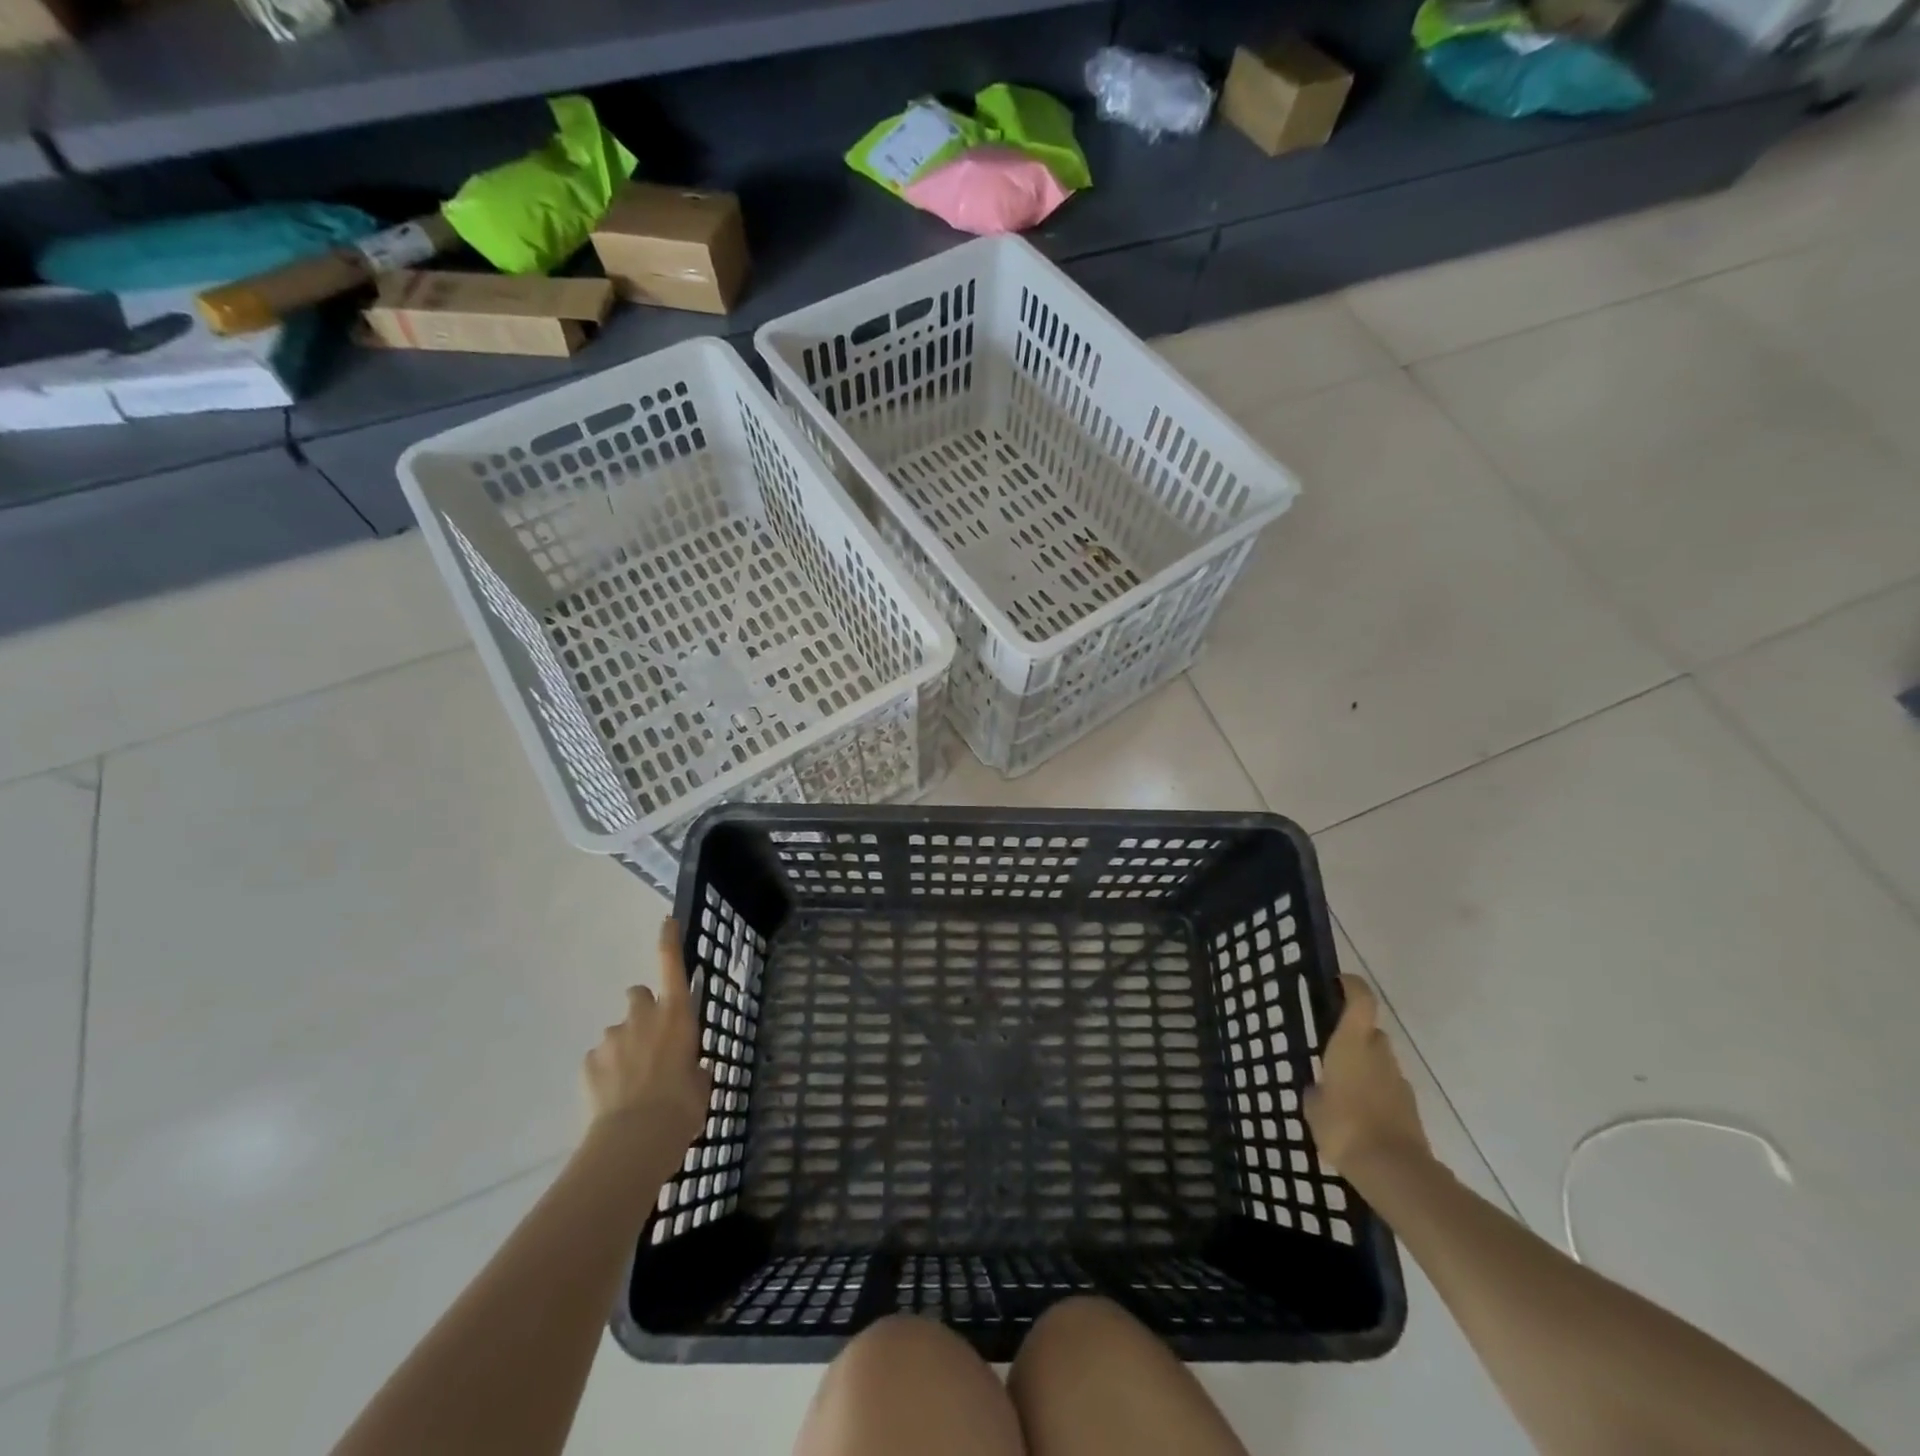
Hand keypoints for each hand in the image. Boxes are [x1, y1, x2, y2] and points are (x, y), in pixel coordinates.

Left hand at [583, 919, 711, 1156]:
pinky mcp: (588, 1062)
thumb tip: (688, 1069)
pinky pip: (599, 1059)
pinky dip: (605, 1072)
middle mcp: (643, 1017)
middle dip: (642, 1010)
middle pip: (638, 995)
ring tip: (631, 1083)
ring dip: (624, 1047)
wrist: (635, 1140)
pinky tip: (613, 1098)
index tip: (666, 921)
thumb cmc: (682, 1107)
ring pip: (618, 1032)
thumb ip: (693, 1067)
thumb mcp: (700, 1085)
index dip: (669, 942)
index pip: (672, 966)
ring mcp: (612, 1038)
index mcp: (677, 1015)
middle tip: (649, 1039)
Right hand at [1304, 975, 1431, 1173]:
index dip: (1352, 985)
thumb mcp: (1313, 1106)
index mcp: (1352, 1042)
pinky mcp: (1409, 1107)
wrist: (1393, 1170)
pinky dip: (1374, 1092)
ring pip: (1379, 1061)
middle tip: (1330, 1049)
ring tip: (1340, 1088)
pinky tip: (1357, 1114)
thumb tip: (1321, 1088)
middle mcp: (1378, 1053)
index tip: (1338, 981)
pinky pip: (1387, 1088)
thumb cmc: (1344, 1125)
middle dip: (1354, 1034)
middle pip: (1370, 1031)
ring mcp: (1398, 1080)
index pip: (1361, 1000)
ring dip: (1364, 1066)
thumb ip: (1317, 1090)